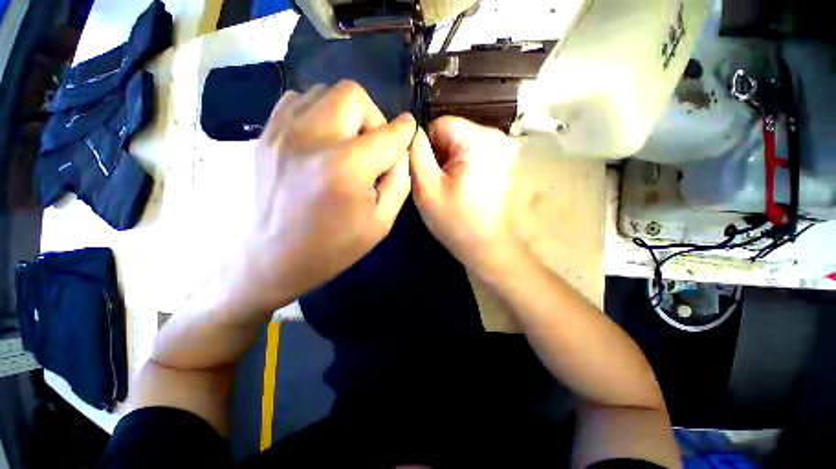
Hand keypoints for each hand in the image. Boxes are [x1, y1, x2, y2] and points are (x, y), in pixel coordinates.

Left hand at [229, 81, 415, 313]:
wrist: (276, 257)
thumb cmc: (335, 246)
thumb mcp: (382, 222)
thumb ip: (400, 181)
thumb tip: (401, 149)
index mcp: (346, 167)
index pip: (388, 134)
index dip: (405, 131)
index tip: (408, 132)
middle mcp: (312, 139)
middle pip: (353, 95)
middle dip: (373, 117)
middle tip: (372, 146)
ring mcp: (283, 132)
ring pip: (324, 92)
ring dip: (345, 114)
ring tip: (346, 144)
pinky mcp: (267, 135)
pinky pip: (297, 101)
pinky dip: (317, 112)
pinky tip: (321, 140)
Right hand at [410, 116, 518, 272]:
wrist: (485, 245)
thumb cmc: (454, 220)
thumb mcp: (426, 187)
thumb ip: (415, 153)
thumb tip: (413, 131)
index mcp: (479, 139)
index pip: (440, 124)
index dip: (427, 148)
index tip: (429, 174)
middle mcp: (498, 136)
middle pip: (453, 132)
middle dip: (440, 154)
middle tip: (439, 184)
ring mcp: (505, 148)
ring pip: (462, 143)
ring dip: (451, 161)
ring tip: (451, 187)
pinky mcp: (505, 160)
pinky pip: (474, 152)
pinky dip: (464, 165)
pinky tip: (464, 187)